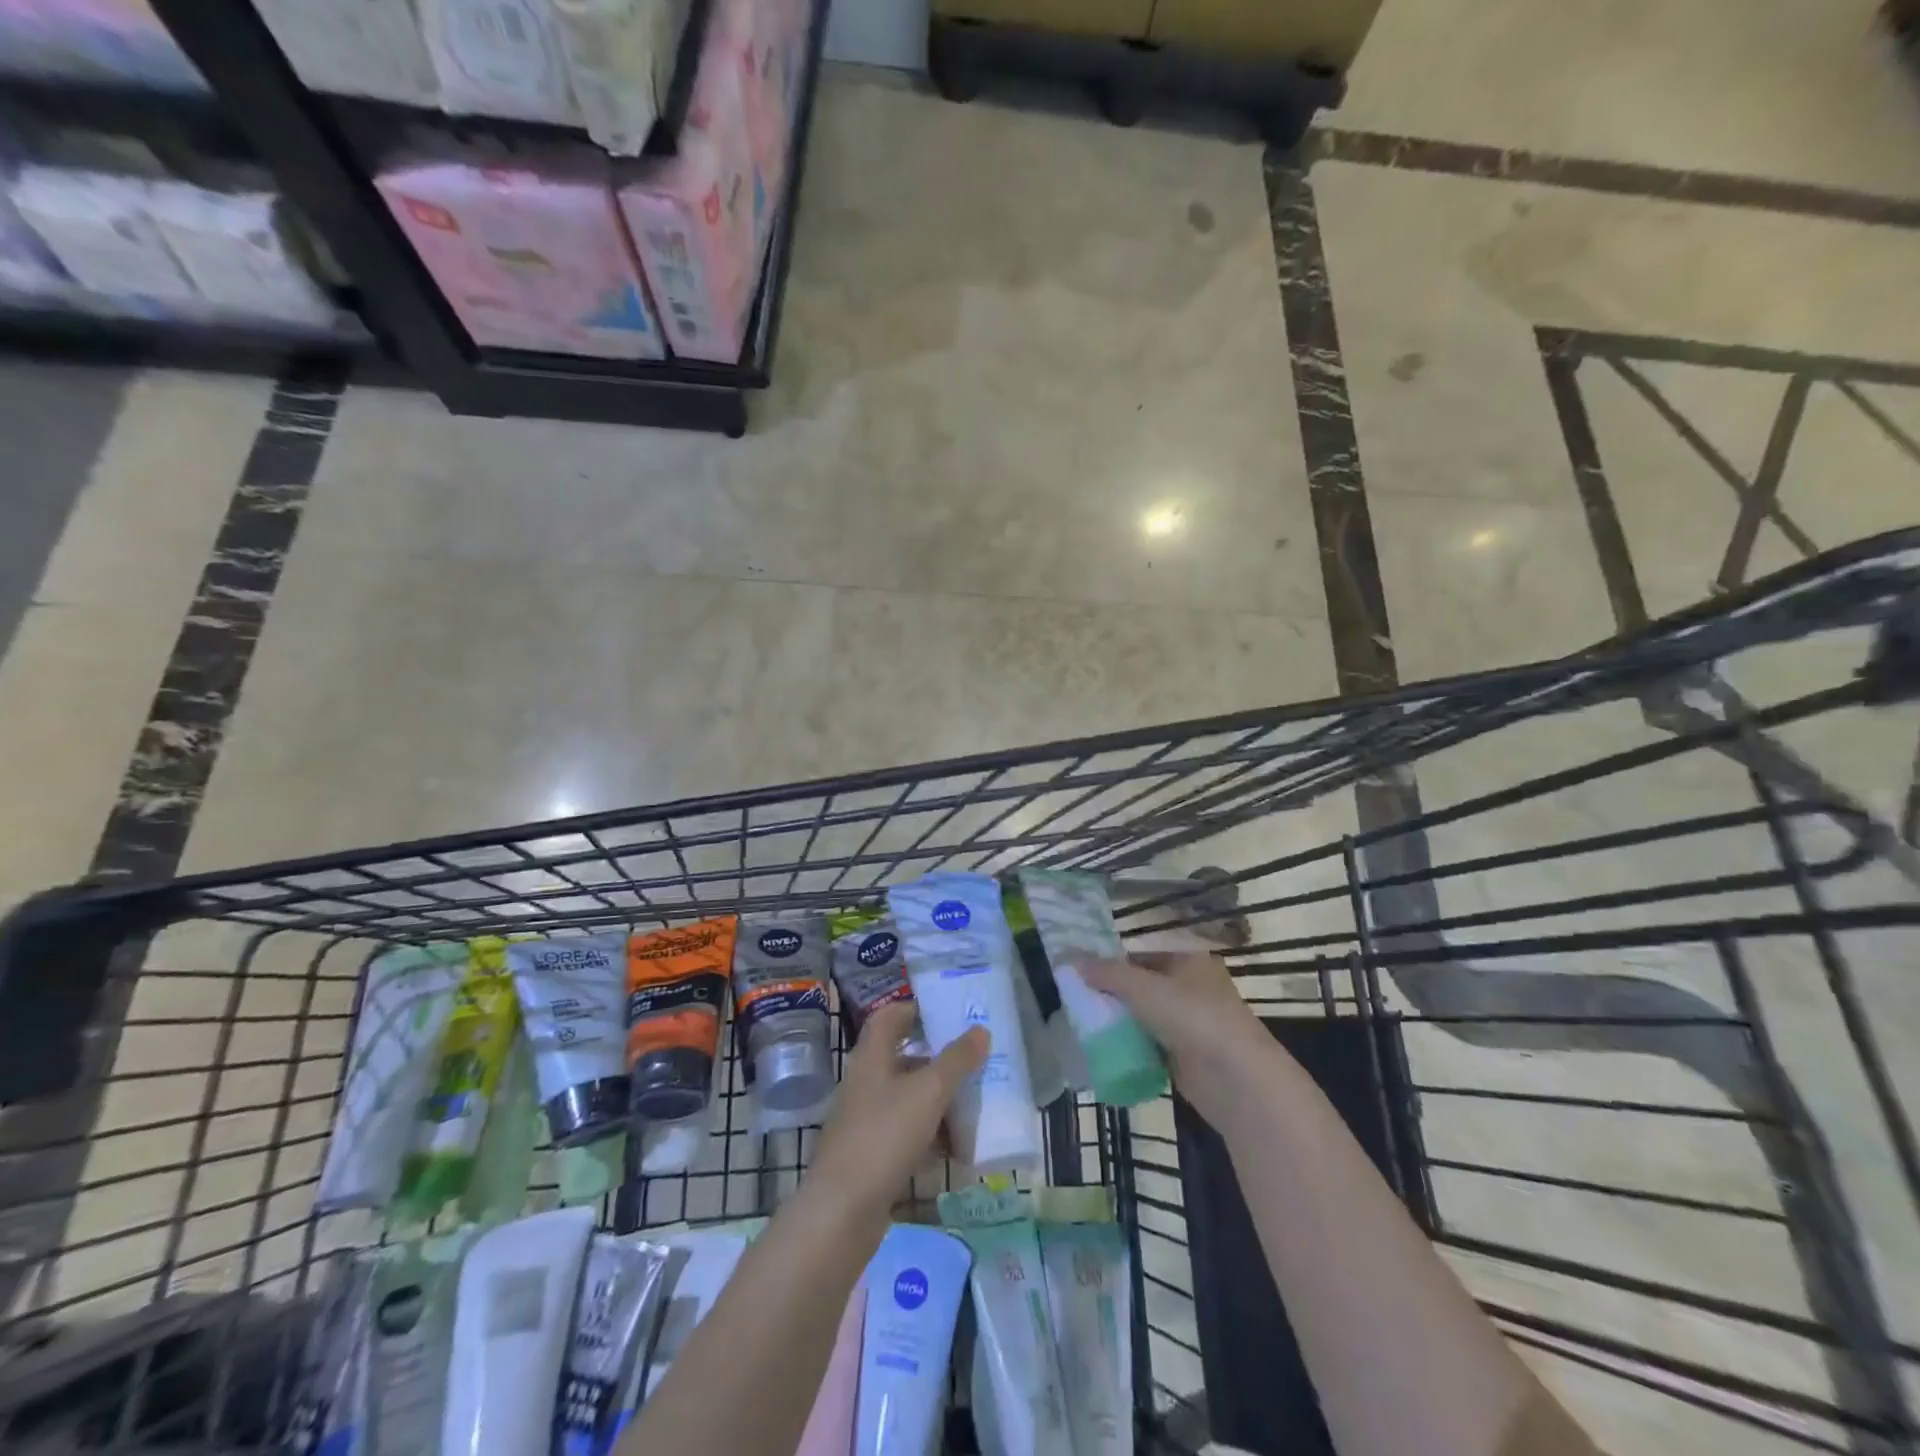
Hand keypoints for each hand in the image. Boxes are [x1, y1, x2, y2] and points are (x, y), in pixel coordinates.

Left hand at [809, 1002, 987, 1216]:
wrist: (842, 1212)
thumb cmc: (884, 1136)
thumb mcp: (929, 1092)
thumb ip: (956, 1060)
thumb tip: (981, 1030)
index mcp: (872, 1057)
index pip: (889, 1017)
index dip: (914, 1010)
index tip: (946, 1013)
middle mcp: (866, 1083)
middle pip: (903, 1059)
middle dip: (938, 1061)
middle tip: (972, 1061)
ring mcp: (866, 1121)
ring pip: (908, 1099)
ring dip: (938, 1101)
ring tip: (973, 1106)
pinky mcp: (871, 1156)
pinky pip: (906, 1134)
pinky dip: (930, 1136)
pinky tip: (956, 1150)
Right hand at [1081, 952, 1271, 1125]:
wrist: (1237, 1080)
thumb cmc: (1193, 1017)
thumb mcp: (1144, 988)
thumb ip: (1107, 974)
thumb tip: (1072, 961)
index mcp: (1189, 959)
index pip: (1141, 953)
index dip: (1111, 960)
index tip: (1079, 972)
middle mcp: (1191, 986)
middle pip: (1141, 984)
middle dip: (1112, 992)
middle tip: (1076, 998)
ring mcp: (1190, 1022)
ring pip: (1144, 1015)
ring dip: (1118, 1020)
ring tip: (1083, 1023)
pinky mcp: (1185, 1054)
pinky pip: (1149, 1043)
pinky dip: (1130, 1045)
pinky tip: (1104, 1049)